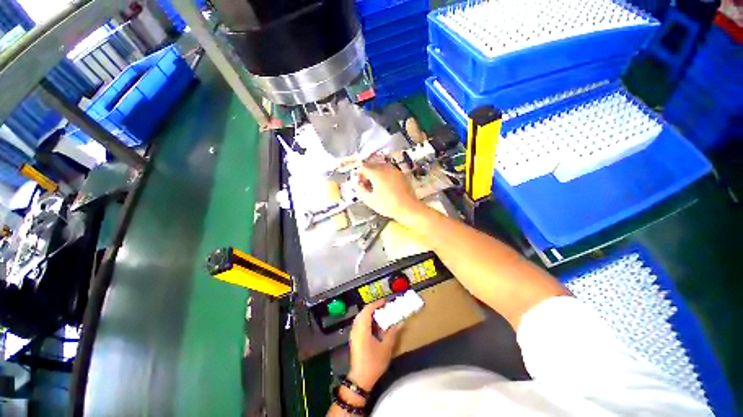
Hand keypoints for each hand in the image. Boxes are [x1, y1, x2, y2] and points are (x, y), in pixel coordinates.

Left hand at [348, 300, 402, 390]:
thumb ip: (393, 333)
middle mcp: (356, 328)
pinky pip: (359, 323)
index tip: (385, 302)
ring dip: (369, 314)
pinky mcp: (354, 339)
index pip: (368, 310)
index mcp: (362, 328)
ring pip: (360, 317)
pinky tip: (374, 325)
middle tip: (383, 307)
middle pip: (363, 312)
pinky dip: (366, 320)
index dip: (376, 304)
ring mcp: (353, 334)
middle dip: (373, 307)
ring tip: (380, 314)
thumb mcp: (386, 348)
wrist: (360, 379)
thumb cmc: (374, 362)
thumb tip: (401, 322)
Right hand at [356, 163, 424, 223]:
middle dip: (367, 173)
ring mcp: (395, 170)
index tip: (359, 183)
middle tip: (366, 185)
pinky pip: (389, 170)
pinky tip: (385, 185)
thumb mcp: (370, 200)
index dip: (359, 174)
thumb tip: (357, 184)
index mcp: (377, 173)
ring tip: (375, 185)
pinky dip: (384, 175)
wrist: (408, 208)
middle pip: (372, 165)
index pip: (363, 167)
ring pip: (381, 167)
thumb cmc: (388, 205)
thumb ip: (361, 190)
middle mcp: (386, 168)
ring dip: (375, 173)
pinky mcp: (401, 174)